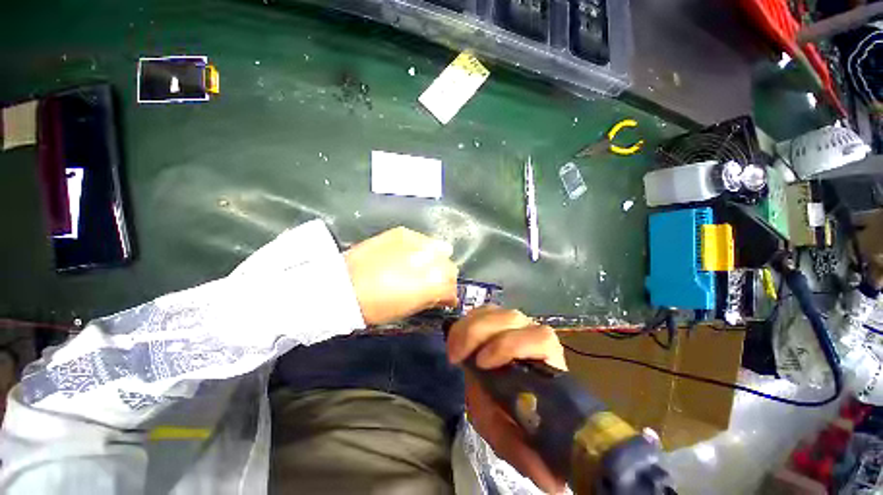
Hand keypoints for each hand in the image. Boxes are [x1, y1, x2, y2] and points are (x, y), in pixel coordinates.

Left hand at [344, 226, 457, 324]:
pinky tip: (408, 254)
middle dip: (444, 276)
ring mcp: (419, 242)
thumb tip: (441, 295)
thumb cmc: (376, 307)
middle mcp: (433, 259)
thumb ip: (431, 299)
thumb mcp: (409, 310)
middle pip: (450, 267)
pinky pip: (422, 239)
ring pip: (441, 249)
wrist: (343, 285)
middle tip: (430, 282)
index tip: (442, 299)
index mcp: (436, 283)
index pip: (453, 289)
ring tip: (421, 265)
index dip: (448, 296)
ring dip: (435, 259)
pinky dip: (420, 248)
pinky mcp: (404, 232)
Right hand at [447, 305, 567, 493]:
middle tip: (458, 356)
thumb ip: (525, 452)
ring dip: (469, 326)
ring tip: (454, 349)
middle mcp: (531, 335)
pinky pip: (482, 311)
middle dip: (480, 332)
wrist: (508, 400)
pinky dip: (466, 321)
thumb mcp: (512, 435)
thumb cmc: (514, 415)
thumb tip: (549, 482)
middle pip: (511, 316)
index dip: (511, 345)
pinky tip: (456, 338)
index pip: (540, 337)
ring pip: (494, 310)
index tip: (482, 364)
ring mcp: (512, 325)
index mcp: (545, 361)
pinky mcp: (495, 321)